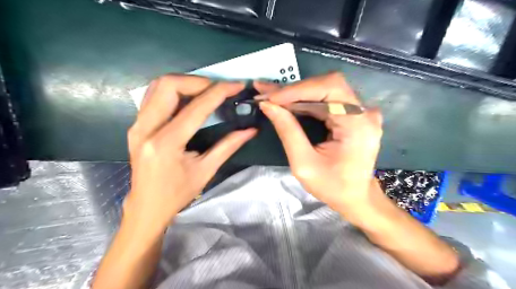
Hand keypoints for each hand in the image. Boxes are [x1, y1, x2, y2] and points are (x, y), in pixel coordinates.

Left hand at [126, 76, 257, 228]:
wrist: (146, 207)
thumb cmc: (177, 194)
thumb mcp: (206, 170)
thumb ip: (229, 146)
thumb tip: (251, 130)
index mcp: (166, 143)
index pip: (196, 108)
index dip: (219, 92)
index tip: (236, 85)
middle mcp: (146, 129)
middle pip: (169, 85)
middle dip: (198, 81)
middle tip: (218, 88)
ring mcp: (137, 125)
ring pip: (158, 86)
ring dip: (185, 83)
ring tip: (206, 91)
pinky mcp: (135, 125)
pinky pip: (153, 96)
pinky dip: (174, 91)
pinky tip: (189, 99)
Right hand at [254, 72, 381, 211]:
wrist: (356, 196)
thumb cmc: (332, 186)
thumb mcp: (304, 164)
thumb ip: (287, 131)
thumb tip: (268, 105)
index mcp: (358, 125)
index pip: (330, 88)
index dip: (298, 89)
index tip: (270, 96)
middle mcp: (363, 112)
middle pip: (327, 85)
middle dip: (293, 90)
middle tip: (265, 92)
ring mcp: (360, 112)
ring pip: (325, 90)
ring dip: (296, 94)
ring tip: (270, 96)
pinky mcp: (353, 115)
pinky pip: (327, 100)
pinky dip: (304, 101)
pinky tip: (286, 104)